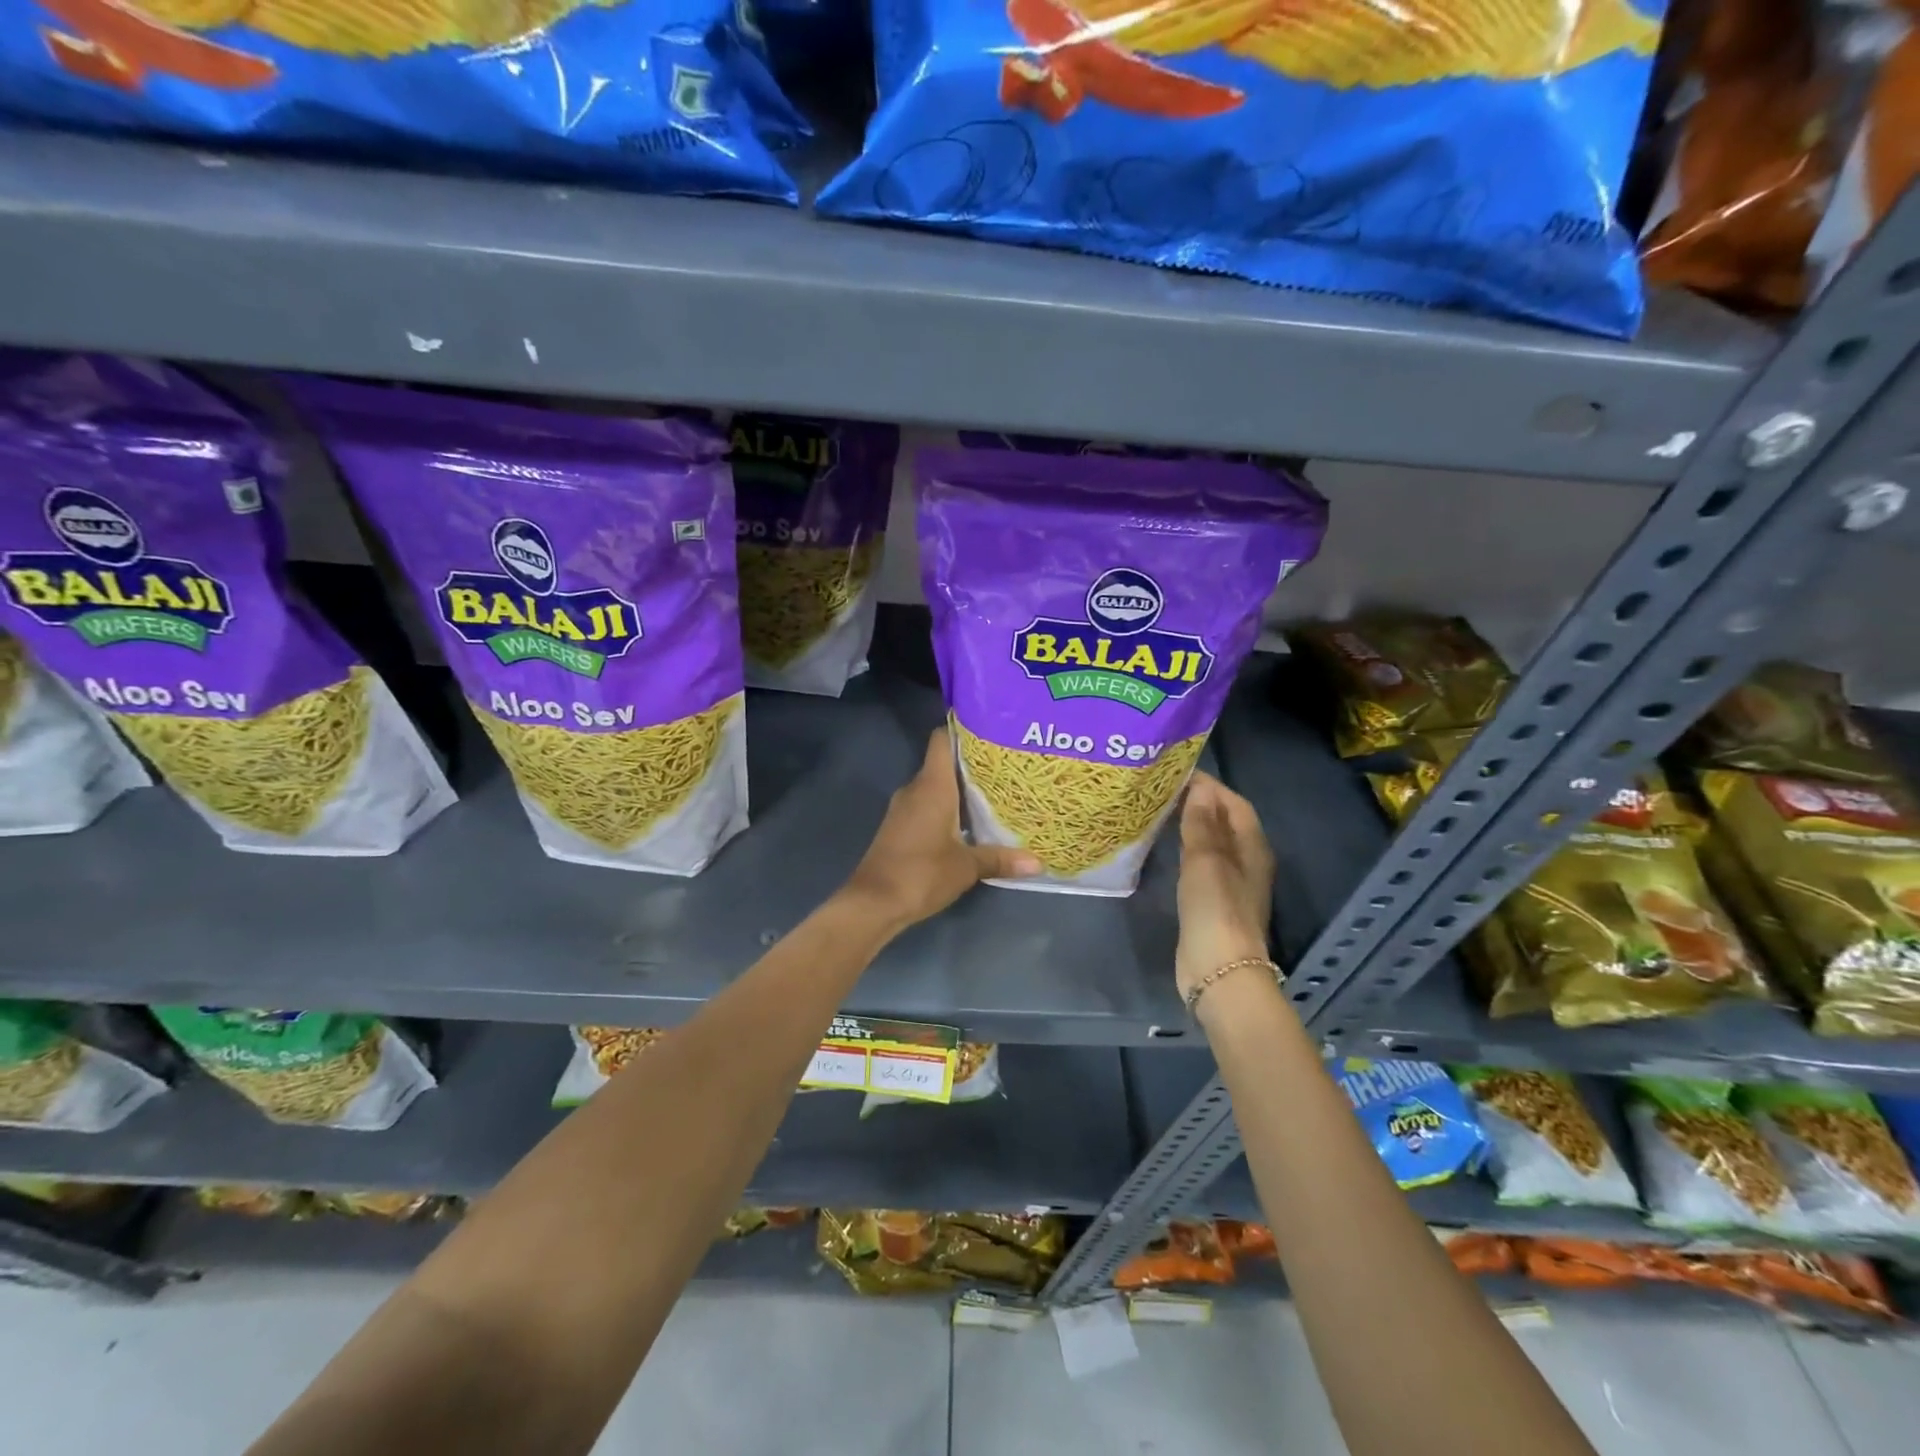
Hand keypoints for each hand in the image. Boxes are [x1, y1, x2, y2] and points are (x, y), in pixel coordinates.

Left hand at [843, 728, 1039, 930]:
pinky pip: (927, 805)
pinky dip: (947, 808)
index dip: (963, 729)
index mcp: (932, 786)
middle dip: (972, 763)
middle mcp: (915, 789)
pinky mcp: (899, 827)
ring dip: (960, 789)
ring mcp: (904, 808)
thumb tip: (1038, 863)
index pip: (942, 739)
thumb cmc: (921, 873)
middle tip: (1007, 766)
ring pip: (936, 786)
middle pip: (943, 763)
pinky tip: (970, 822)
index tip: (991, 730)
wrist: (873, 903)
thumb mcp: (967, 867)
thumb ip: (1000, 859)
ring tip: (996, 792)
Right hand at [1175, 772, 1276, 1004]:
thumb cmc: (1216, 909)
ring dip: (1194, 826)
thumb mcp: (1206, 860)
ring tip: (1163, 810)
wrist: (1219, 970)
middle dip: (1202, 803)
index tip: (1180, 772)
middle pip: (1227, 823)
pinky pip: (1202, 864)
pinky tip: (1167, 847)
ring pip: (1214, 844)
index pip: (1236, 804)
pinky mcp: (1214, 903)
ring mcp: (1232, 885)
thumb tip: (1200, 787)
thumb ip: (1202, 823)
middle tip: (1166, 788)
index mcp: (1253, 848)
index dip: (1212, 787)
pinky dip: (1187, 849)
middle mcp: (1248, 862)